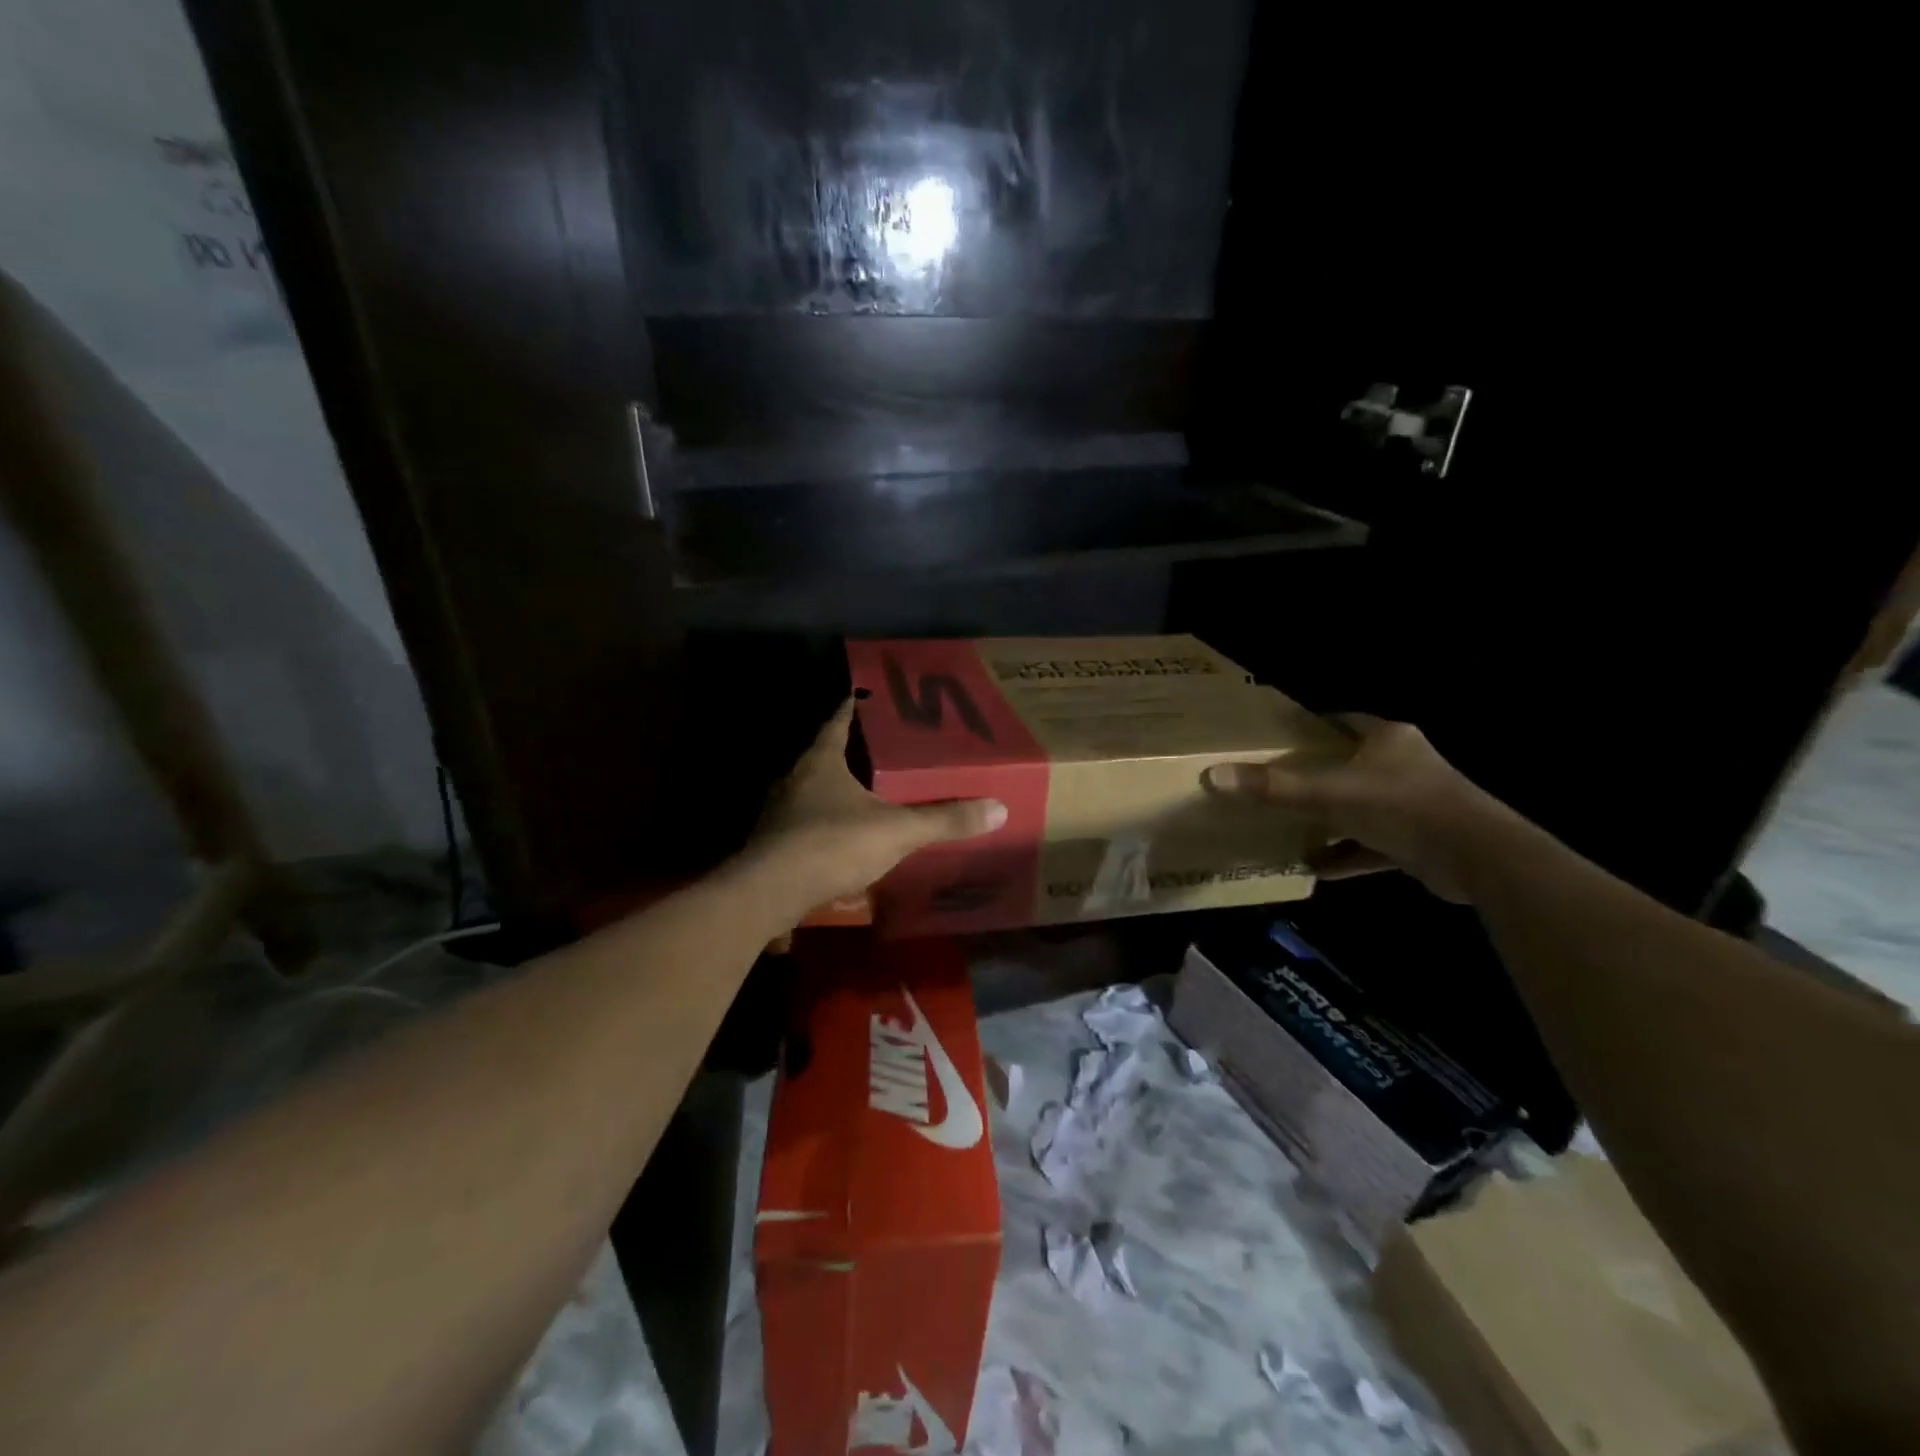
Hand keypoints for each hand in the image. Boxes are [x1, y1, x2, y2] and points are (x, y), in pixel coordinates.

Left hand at [740, 699, 1007, 922]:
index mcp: (820, 762)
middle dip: (849, 754)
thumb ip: (943, 820)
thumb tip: (997, 808)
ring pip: (810, 794)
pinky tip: (841, 843)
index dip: (852, 708)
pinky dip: (822, 829)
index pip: (837, 722)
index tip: (865, 697)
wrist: (769, 893)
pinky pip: (802, 827)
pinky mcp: (772, 846)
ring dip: (833, 794)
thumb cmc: (832, 844)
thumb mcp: (896, 830)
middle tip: (880, 753)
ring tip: (865, 798)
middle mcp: (793, 780)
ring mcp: (777, 814)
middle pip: (823, 757)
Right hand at [1203, 714, 1519, 903]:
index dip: (1311, 727)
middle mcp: (1404, 765)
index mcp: (1387, 739)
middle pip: (1350, 765)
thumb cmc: (1402, 806)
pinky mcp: (1421, 840)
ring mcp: (1415, 804)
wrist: (1478, 857)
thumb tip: (1213, 776)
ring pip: (1361, 806)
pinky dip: (1348, 854)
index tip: (1277, 739)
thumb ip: (1274, 788)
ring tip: (1289, 827)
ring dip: (1330, 819)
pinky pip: (1373, 844)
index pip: (1343, 722)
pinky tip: (1315, 867)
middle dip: (1315, 777)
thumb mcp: (1330, 794)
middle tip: (1274, 784)